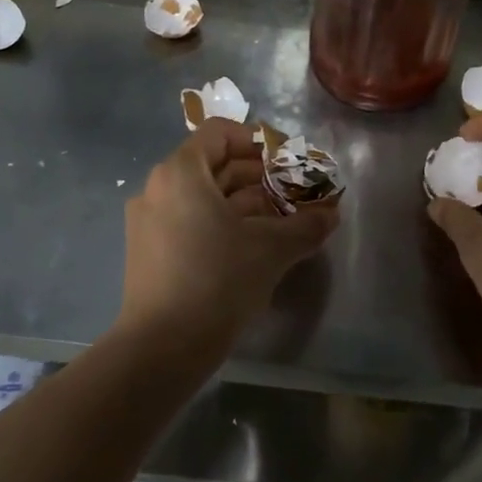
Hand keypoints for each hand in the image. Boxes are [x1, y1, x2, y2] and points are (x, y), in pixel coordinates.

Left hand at [117, 118, 337, 356]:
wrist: (162, 348)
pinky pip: (191, 221)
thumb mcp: (272, 249)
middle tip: (295, 193)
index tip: (288, 160)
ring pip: (204, 197)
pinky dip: (223, 223)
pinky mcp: (149, 251)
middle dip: (259, 176)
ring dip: (245, 202)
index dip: (258, 141)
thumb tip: (332, 214)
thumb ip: (306, 225)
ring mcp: (149, 221)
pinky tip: (253, 246)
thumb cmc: (218, 281)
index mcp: (181, 173)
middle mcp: (158, 188)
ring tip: (282, 220)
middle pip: (214, 165)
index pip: (220, 133)